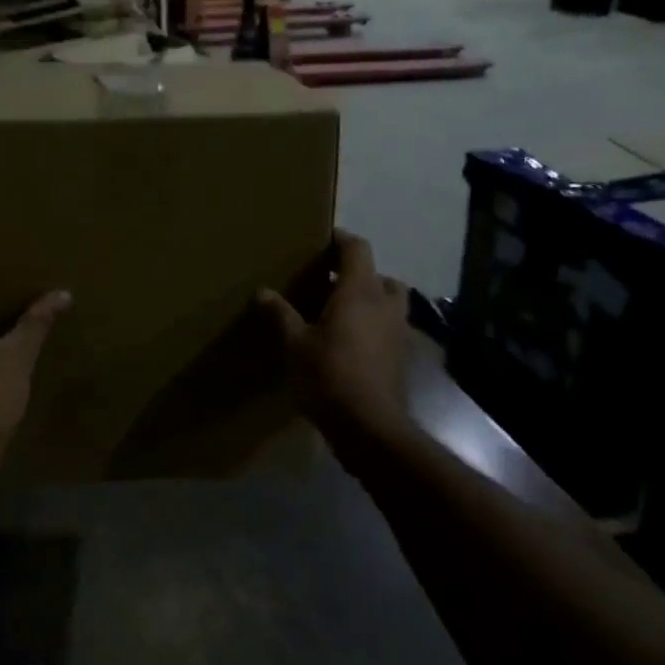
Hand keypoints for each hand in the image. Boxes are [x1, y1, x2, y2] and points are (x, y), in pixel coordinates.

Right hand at [256, 230, 411, 438]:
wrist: (369, 426)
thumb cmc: (329, 376)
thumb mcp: (295, 344)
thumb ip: (281, 314)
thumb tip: (262, 291)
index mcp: (359, 292)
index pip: (358, 249)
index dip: (341, 239)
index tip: (323, 239)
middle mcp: (385, 304)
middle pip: (379, 274)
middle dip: (358, 273)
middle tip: (331, 282)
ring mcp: (399, 331)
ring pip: (390, 301)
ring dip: (371, 299)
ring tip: (342, 312)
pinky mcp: (402, 356)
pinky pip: (390, 327)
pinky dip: (375, 325)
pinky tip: (352, 342)